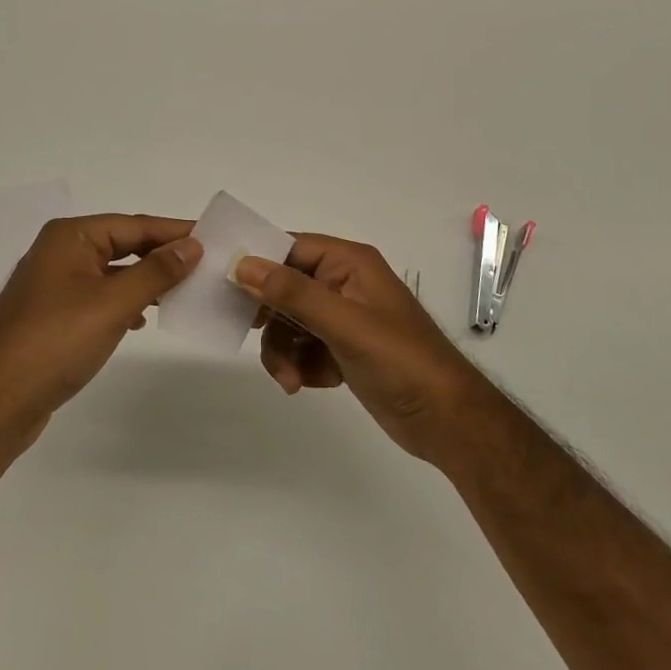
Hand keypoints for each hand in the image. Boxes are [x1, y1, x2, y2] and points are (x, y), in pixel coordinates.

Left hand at [0, 214, 202, 456]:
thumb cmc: (55, 342)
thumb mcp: (112, 303)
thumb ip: (155, 272)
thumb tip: (192, 245)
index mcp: (71, 237)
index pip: (134, 224)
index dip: (174, 231)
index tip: (213, 237)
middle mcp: (60, 252)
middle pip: (122, 244)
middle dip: (161, 255)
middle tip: (206, 264)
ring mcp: (53, 285)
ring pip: (111, 272)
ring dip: (145, 279)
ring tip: (183, 290)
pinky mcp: (52, 316)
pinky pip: (99, 296)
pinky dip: (124, 301)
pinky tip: (142, 318)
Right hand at [234, 235, 505, 467]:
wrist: (447, 422)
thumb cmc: (400, 361)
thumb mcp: (344, 324)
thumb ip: (293, 293)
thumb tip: (243, 263)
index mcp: (349, 262)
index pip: (290, 248)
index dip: (258, 263)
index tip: (224, 283)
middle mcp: (343, 283)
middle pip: (284, 287)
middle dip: (269, 318)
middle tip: (248, 335)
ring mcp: (343, 318)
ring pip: (289, 322)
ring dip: (282, 350)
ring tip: (291, 379)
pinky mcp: (342, 349)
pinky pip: (302, 347)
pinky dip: (299, 365)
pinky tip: (310, 384)